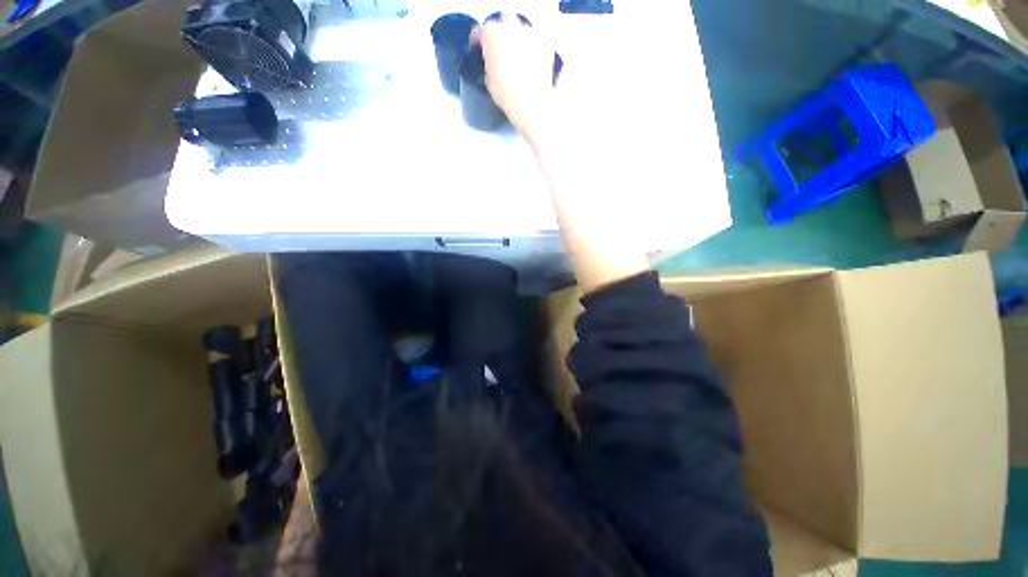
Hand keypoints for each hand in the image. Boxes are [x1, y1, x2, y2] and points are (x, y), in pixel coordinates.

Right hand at [472, 16, 556, 142]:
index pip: (479, 31)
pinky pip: (535, 41)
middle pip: (502, 23)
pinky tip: (530, 62)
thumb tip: (491, 62)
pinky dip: (532, 49)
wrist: (530, 101)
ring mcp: (529, 33)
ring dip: (517, 39)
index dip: (478, 42)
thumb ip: (488, 62)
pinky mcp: (544, 43)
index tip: (478, 49)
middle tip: (499, 51)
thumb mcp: (488, 79)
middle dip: (500, 34)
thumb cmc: (507, 93)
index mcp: (490, 34)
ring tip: (516, 58)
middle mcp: (510, 27)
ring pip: (520, 30)